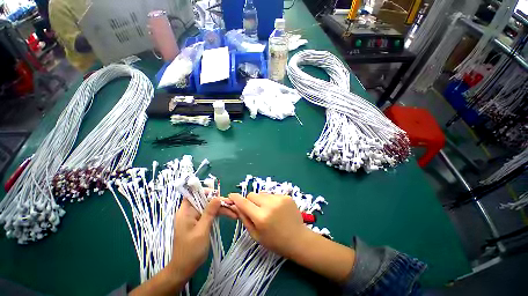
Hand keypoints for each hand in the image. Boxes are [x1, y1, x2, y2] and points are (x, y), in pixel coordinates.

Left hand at [131, 195, 235, 294]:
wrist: (185, 269)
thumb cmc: (191, 250)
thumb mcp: (202, 230)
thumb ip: (209, 212)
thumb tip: (217, 197)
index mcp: (185, 211)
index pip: (193, 194)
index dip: (205, 191)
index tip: (218, 194)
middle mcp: (190, 212)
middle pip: (205, 200)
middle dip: (219, 202)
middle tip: (232, 204)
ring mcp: (195, 217)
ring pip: (210, 207)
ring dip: (222, 209)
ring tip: (235, 212)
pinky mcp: (200, 223)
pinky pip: (211, 214)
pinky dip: (220, 214)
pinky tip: (230, 215)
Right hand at [228, 192, 354, 283]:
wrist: (298, 239)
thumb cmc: (275, 241)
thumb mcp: (256, 235)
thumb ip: (245, 219)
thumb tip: (236, 206)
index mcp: (261, 217)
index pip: (244, 202)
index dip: (235, 198)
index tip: (231, 196)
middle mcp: (270, 205)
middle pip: (252, 195)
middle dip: (250, 201)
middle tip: (255, 209)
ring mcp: (279, 199)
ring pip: (262, 194)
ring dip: (261, 200)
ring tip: (268, 210)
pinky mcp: (286, 196)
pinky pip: (272, 195)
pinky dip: (271, 200)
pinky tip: (277, 209)